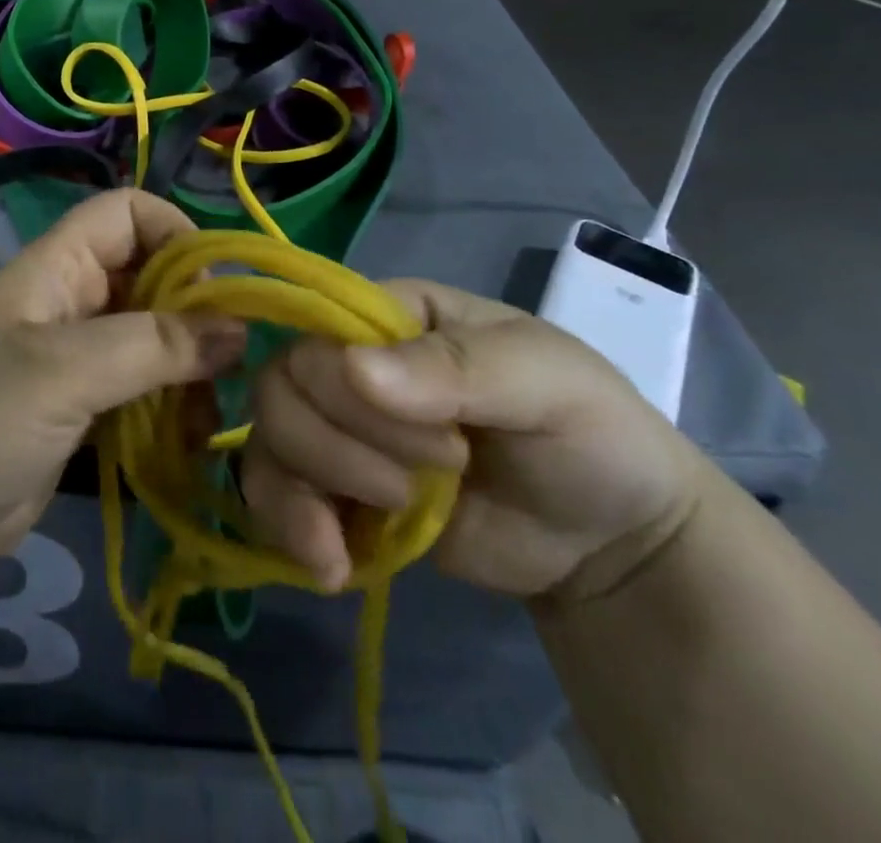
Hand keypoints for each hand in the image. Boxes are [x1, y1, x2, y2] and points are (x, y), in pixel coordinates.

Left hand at [0, 189, 243, 576]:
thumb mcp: (62, 373)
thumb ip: (151, 345)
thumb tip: (238, 328)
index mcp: (58, 267)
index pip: (127, 213)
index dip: (176, 232)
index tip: (218, 287)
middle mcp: (73, 300)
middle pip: (151, 275)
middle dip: (196, 309)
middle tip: (232, 359)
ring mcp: (79, 356)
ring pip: (155, 335)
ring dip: (190, 365)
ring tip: (211, 411)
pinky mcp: (85, 407)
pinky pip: (144, 387)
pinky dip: (173, 404)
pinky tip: (194, 437)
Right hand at [241, 279, 708, 600]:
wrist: (612, 545)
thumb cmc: (587, 433)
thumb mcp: (543, 382)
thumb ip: (454, 368)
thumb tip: (355, 370)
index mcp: (391, 315)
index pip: (319, 329)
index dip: (346, 388)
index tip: (442, 446)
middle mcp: (350, 362)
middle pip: (280, 386)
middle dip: (336, 447)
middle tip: (415, 489)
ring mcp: (340, 429)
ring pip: (268, 438)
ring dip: (301, 492)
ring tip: (363, 539)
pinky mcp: (340, 493)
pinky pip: (277, 494)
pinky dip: (288, 527)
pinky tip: (329, 565)